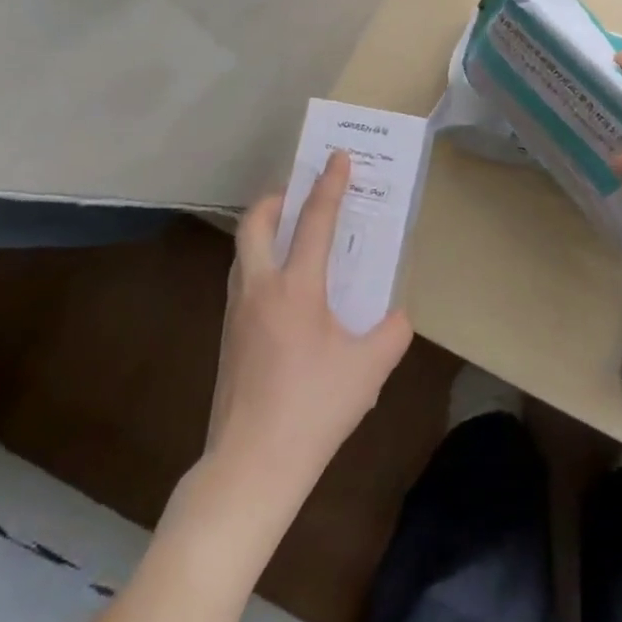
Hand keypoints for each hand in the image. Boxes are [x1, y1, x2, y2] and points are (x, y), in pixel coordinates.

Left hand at [206, 152, 413, 502]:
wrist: (252, 464)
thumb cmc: (314, 408)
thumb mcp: (370, 368)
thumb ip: (391, 332)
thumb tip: (394, 316)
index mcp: (295, 288)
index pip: (314, 221)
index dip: (329, 185)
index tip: (338, 157)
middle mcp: (259, 289)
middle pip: (254, 223)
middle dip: (276, 198)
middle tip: (300, 194)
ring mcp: (236, 313)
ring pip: (243, 252)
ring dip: (265, 231)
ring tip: (295, 238)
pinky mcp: (227, 338)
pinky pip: (243, 281)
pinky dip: (262, 265)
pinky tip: (287, 293)